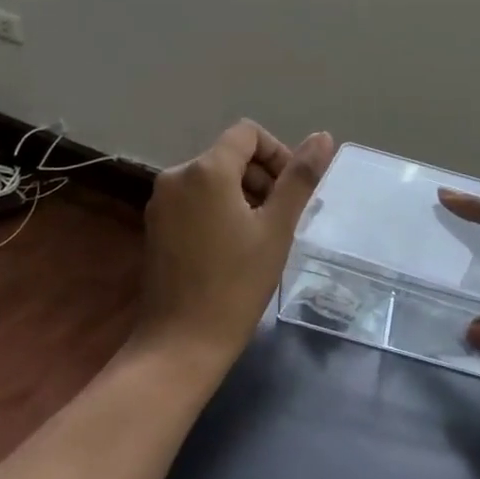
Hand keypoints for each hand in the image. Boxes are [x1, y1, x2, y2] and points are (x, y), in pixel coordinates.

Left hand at [138, 121, 335, 369]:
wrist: (181, 344)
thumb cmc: (236, 284)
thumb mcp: (278, 228)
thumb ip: (300, 177)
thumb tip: (323, 137)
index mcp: (205, 170)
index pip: (248, 133)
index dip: (277, 153)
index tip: (291, 191)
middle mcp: (176, 176)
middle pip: (230, 154)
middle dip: (262, 177)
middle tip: (281, 219)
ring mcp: (161, 202)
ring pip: (213, 178)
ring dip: (243, 194)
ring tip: (261, 236)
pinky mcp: (156, 225)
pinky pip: (196, 199)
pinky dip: (220, 209)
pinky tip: (234, 246)